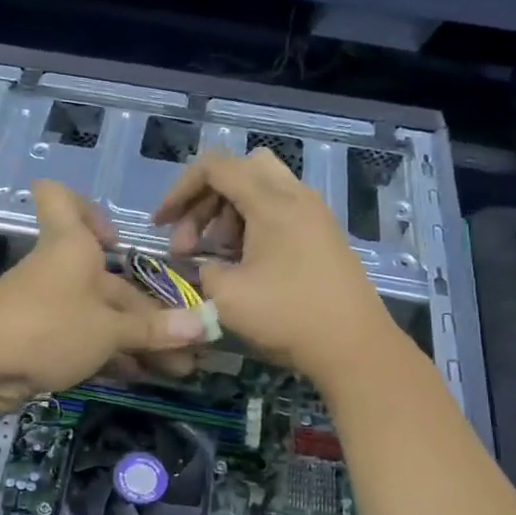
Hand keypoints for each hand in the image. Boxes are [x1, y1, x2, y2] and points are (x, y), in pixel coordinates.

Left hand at [0, 180, 206, 407]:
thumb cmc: (47, 325)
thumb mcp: (108, 328)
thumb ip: (154, 330)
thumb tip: (205, 326)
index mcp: (73, 246)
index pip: (60, 198)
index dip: (86, 208)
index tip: (115, 239)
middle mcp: (61, 269)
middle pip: (109, 282)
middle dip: (151, 315)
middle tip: (189, 349)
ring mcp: (48, 308)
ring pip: (101, 317)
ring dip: (139, 342)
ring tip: (178, 371)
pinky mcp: (39, 342)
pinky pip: (86, 342)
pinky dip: (113, 356)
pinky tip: (143, 377)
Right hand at [153, 149, 392, 383]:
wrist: (354, 346)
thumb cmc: (287, 316)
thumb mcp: (227, 295)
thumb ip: (203, 268)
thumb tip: (205, 264)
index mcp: (271, 201)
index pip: (215, 167)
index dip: (179, 190)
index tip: (161, 224)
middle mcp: (296, 196)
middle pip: (240, 170)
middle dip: (205, 199)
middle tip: (188, 241)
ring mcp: (314, 214)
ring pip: (260, 190)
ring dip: (227, 214)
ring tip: (214, 257)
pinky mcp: (323, 235)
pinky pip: (279, 211)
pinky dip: (252, 225)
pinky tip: (243, 264)